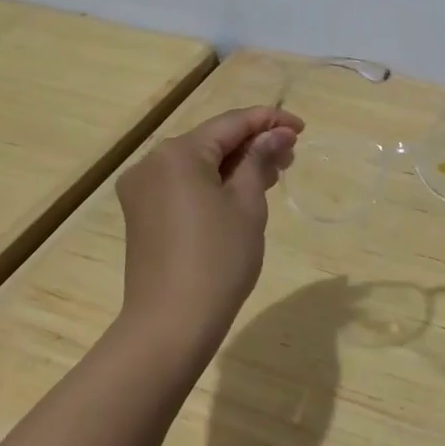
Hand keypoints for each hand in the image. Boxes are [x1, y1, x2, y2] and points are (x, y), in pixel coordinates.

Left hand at [115, 104, 301, 365]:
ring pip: (197, 163)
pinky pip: (183, 184)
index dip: (269, 121)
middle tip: (290, 157)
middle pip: (211, 141)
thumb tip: (276, 133)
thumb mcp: (248, 204)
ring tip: (273, 175)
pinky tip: (241, 193)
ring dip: (234, 165)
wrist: (170, 325)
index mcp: (177, 153)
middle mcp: (152, 162)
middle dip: (252, 145)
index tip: (302, 128)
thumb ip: (260, 160)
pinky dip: (213, 183)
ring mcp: (142, 189)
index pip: (231, 123)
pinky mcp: (142, 214)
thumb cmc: (218, 259)